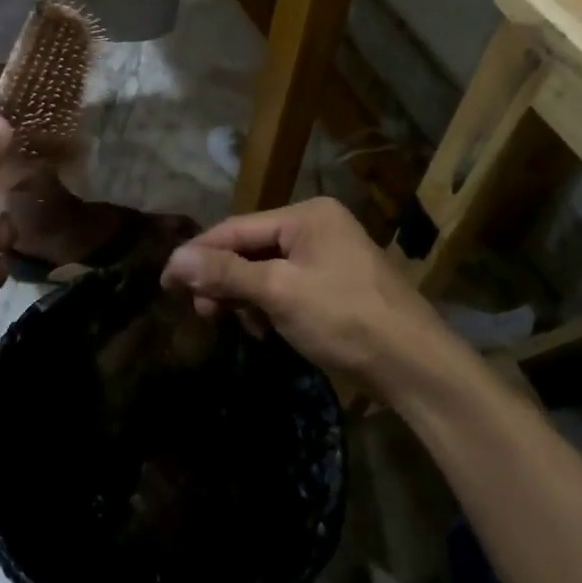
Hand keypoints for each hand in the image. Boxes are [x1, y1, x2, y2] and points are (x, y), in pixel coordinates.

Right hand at [161, 197, 444, 395]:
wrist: (416, 367)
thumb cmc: (345, 318)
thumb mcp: (279, 292)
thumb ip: (226, 273)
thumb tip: (175, 259)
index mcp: (307, 215)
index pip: (236, 228)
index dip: (198, 254)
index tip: (165, 280)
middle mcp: (317, 227)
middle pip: (251, 248)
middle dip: (223, 279)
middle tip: (201, 311)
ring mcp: (328, 256)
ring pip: (266, 270)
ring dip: (244, 296)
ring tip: (232, 323)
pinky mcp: (335, 285)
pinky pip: (286, 286)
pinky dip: (268, 306)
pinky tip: (263, 329)